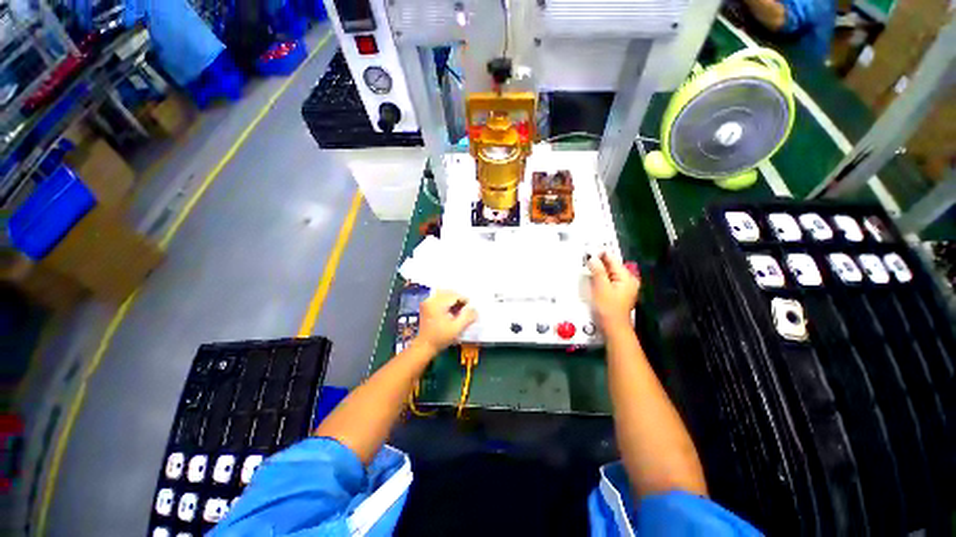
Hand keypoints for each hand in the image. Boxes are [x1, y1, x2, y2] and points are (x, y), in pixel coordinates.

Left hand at [415, 290, 477, 352]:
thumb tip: (475, 309)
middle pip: (449, 292)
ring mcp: (427, 301)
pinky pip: (439, 297)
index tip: (470, 309)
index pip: (455, 295)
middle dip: (459, 299)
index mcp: (437, 304)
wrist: (424, 346)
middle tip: (464, 310)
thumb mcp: (457, 328)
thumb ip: (467, 317)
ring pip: (445, 294)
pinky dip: (447, 301)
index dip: (465, 300)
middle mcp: (431, 299)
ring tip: (458, 311)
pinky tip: (450, 311)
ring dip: (453, 300)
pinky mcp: (426, 305)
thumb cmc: (441, 338)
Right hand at [588, 253, 639, 331]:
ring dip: (599, 271)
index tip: (588, 251)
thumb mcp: (601, 287)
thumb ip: (598, 270)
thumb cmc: (608, 308)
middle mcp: (629, 280)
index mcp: (627, 277)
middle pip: (612, 266)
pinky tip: (593, 279)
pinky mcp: (619, 293)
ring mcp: (625, 287)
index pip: (612, 260)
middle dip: (599, 263)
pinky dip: (601, 278)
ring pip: (610, 273)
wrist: (613, 328)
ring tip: (587, 268)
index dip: (600, 254)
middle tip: (585, 260)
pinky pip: (609, 280)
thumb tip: (592, 257)